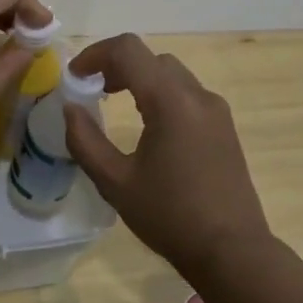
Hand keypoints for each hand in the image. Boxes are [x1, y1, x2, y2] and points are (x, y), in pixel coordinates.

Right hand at [63, 34, 271, 281]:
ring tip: (115, 102)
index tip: (74, 77)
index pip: (128, 50)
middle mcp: (197, 95)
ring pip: (171, 73)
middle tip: (92, 90)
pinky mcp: (224, 127)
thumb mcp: (115, 182)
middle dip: (116, 65)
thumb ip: (85, 140)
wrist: (232, 252)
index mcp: (171, 101)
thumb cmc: (170, 217)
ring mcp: (216, 110)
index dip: (95, 54)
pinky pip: (187, 93)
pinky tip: (148, 124)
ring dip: (140, 77)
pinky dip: (161, 93)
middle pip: (151, 58)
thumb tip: (70, 108)